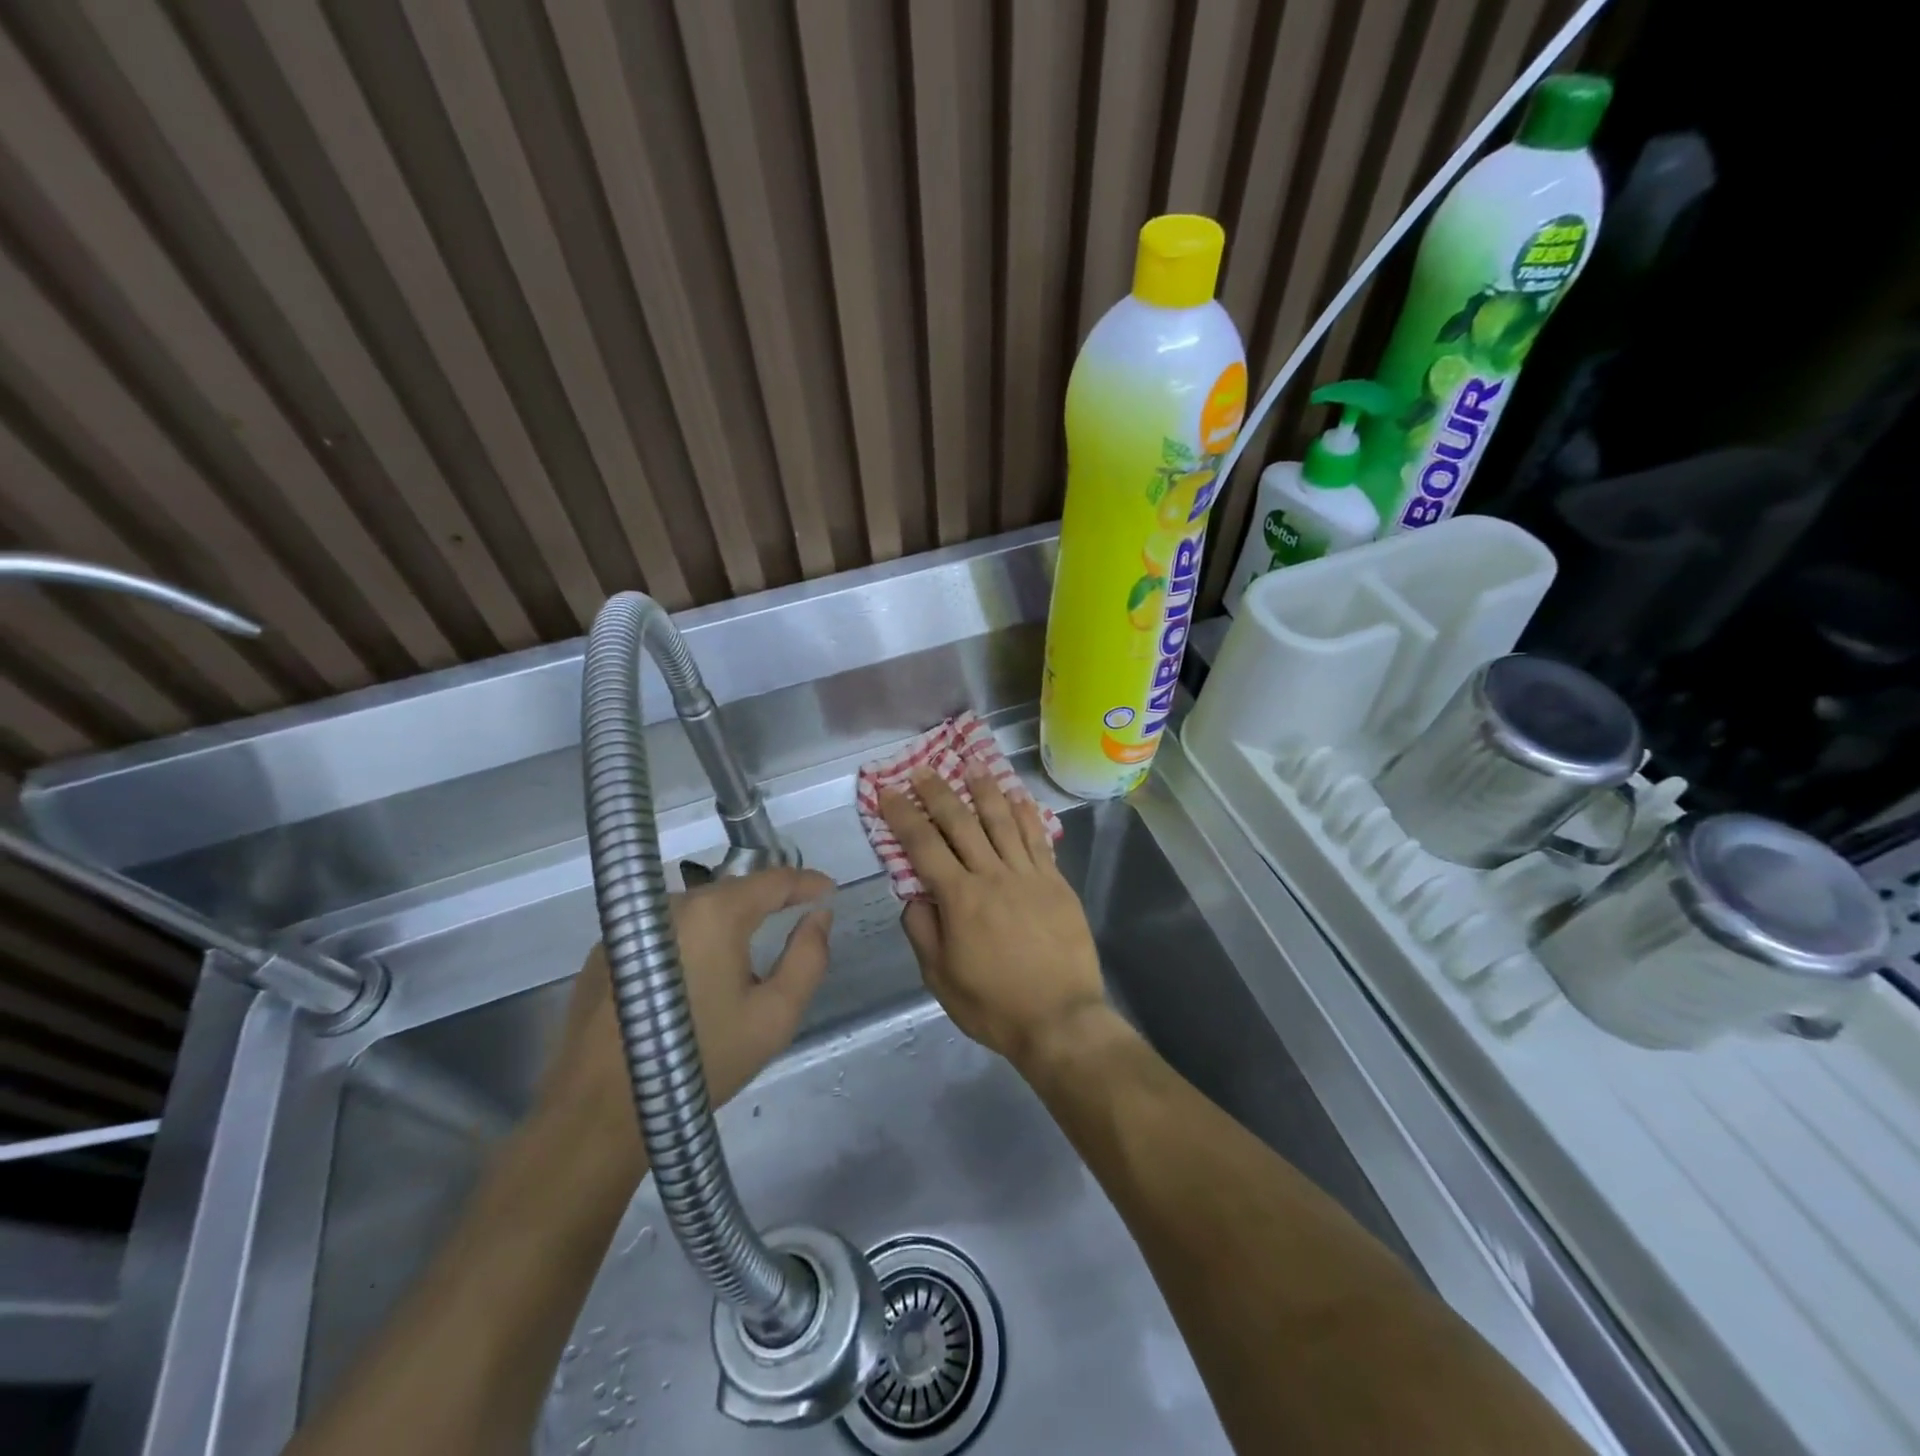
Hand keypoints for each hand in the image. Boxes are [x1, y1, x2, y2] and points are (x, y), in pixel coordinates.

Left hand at [537, 868, 834, 1172]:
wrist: (600, 1112)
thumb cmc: (701, 1060)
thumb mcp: (774, 1016)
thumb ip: (808, 958)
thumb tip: (819, 916)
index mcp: (716, 913)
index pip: (774, 880)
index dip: (807, 882)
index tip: (829, 892)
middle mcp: (672, 904)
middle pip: (734, 891)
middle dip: (768, 902)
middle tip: (793, 923)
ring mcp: (632, 925)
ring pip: (698, 910)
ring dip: (727, 922)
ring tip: (743, 956)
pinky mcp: (606, 950)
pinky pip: (664, 930)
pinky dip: (689, 941)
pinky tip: (692, 980)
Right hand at [880, 768, 1107, 1071]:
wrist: (1061, 1019)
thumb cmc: (994, 1005)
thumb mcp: (941, 978)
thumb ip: (923, 931)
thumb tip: (914, 895)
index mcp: (960, 899)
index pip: (923, 846)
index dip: (903, 815)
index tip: (888, 792)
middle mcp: (993, 875)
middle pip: (962, 823)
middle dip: (939, 793)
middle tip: (924, 769)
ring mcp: (1029, 875)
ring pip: (1003, 821)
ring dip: (985, 790)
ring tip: (972, 766)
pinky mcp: (1056, 882)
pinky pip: (1038, 839)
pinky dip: (1026, 814)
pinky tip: (1018, 797)